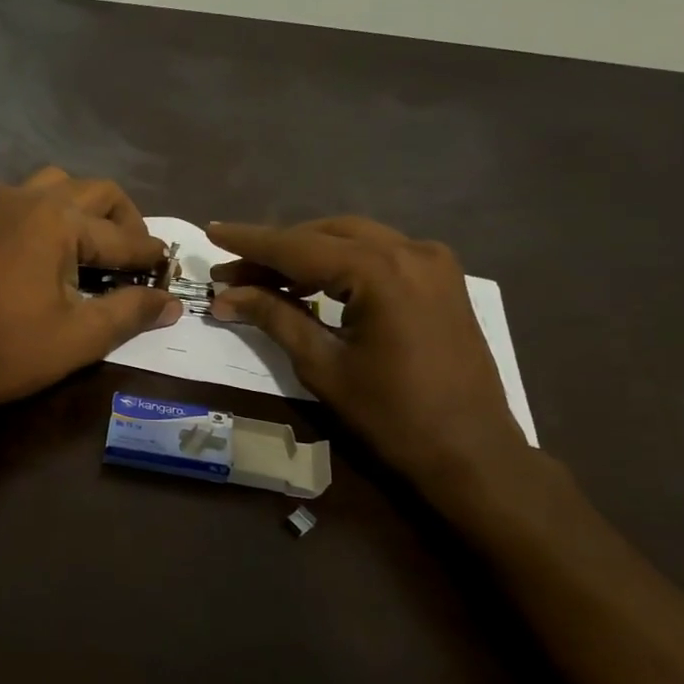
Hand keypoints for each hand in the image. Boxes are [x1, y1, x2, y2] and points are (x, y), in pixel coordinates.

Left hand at [0, 168, 181, 417]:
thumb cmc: (15, 350)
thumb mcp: (84, 335)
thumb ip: (132, 311)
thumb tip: (171, 303)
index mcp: (60, 220)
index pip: (122, 236)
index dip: (149, 256)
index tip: (167, 271)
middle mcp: (30, 200)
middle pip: (95, 192)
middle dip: (124, 221)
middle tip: (135, 258)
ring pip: (52, 183)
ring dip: (79, 204)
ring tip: (90, 240)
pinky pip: (0, 193)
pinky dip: (21, 202)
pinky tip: (27, 228)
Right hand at [207, 217, 527, 487]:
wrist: (472, 452)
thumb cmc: (391, 415)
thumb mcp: (323, 365)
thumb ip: (274, 318)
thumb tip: (226, 295)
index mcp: (380, 271)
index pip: (299, 247)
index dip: (251, 242)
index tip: (212, 232)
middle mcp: (410, 251)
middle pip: (325, 235)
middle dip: (275, 251)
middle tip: (232, 273)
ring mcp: (432, 261)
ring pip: (353, 239)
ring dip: (306, 254)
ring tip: (263, 279)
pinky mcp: (441, 279)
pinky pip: (379, 254)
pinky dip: (341, 262)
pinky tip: (312, 283)